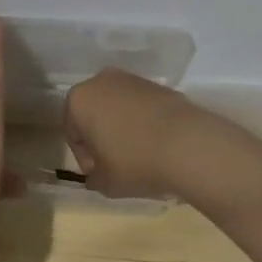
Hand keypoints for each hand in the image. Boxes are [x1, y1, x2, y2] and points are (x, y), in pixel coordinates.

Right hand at [61, 69, 220, 200]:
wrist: (188, 144)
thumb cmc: (134, 162)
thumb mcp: (105, 182)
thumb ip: (93, 177)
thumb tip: (96, 174)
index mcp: (79, 100)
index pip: (72, 131)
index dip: (84, 157)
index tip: (100, 173)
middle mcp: (101, 81)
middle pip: (94, 114)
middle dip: (101, 137)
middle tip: (115, 163)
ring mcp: (131, 79)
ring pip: (118, 108)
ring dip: (122, 128)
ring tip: (139, 154)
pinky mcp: (157, 84)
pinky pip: (141, 106)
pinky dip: (143, 122)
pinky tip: (156, 143)